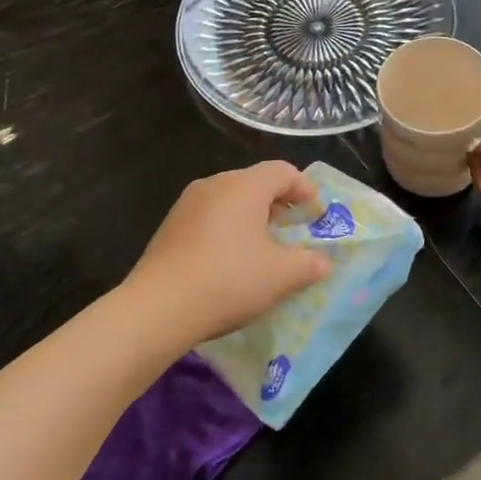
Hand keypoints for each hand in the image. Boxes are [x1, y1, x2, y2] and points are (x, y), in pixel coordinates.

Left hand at [124, 162, 333, 348]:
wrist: (158, 308)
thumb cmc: (228, 280)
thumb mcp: (281, 276)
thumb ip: (309, 264)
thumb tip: (322, 262)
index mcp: (244, 186)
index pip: (283, 171)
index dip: (306, 190)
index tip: (316, 216)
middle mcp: (214, 184)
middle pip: (255, 182)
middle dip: (279, 204)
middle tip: (292, 232)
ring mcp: (187, 204)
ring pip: (230, 199)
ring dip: (251, 218)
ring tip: (262, 249)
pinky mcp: (169, 226)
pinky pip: (209, 217)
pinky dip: (227, 230)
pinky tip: (229, 261)